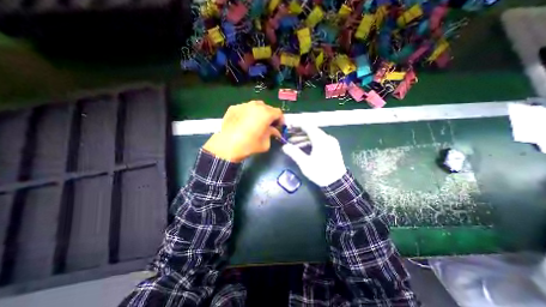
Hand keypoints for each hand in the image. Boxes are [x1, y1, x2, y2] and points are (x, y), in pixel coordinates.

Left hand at [203, 101, 282, 162]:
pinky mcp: (233, 107)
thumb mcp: (266, 143)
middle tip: (267, 125)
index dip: (280, 120)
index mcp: (266, 113)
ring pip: (255, 106)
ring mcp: (243, 105)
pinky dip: (247, 114)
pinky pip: (245, 109)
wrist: (227, 146)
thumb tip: (274, 131)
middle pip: (267, 108)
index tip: (278, 127)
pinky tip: (243, 123)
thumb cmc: (249, 145)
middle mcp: (256, 105)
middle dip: (269, 116)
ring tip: (254, 123)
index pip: (278, 113)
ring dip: (258, 113)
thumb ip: (272, 134)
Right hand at [281, 125, 344, 186]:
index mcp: (321, 140)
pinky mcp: (332, 148)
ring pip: (315, 136)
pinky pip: (319, 141)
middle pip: (311, 131)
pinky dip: (310, 143)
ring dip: (303, 139)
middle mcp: (327, 138)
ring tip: (292, 144)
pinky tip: (302, 148)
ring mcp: (331, 143)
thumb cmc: (320, 172)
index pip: (308, 126)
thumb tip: (284, 146)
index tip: (288, 126)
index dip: (297, 125)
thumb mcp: (305, 163)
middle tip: (288, 136)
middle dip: (298, 133)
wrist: (337, 183)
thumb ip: (294, 153)